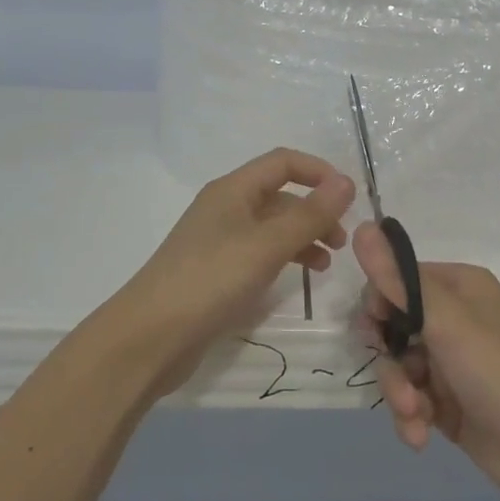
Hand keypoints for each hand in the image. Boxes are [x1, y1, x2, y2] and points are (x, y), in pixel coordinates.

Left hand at [106, 148, 355, 391]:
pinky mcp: (216, 272)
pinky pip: (259, 253)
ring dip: (302, 237)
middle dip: (315, 211)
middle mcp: (225, 208)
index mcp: (233, 190)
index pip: (283, 163)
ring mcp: (219, 241)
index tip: (349, 198)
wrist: (150, 337)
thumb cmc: (211, 281)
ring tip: (326, 264)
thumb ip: (309, 215)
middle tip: (341, 241)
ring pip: (271, 227)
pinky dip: (283, 259)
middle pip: (279, 195)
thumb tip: (347, 182)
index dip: (319, 172)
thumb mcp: (267, 246)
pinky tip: (297, 279)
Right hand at [354, 223, 499, 500]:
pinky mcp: (448, 401)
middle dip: (388, 357)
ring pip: (398, 366)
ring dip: (399, 393)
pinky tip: (420, 435)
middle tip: (397, 377)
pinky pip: (410, 397)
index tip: (374, 329)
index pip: (397, 279)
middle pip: (392, 325)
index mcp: (458, 286)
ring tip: (416, 414)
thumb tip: (360, 226)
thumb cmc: (498, 373)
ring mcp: (450, 362)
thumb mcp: (445, 321)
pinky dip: (410, 416)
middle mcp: (454, 318)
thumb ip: (398, 279)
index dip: (379, 304)